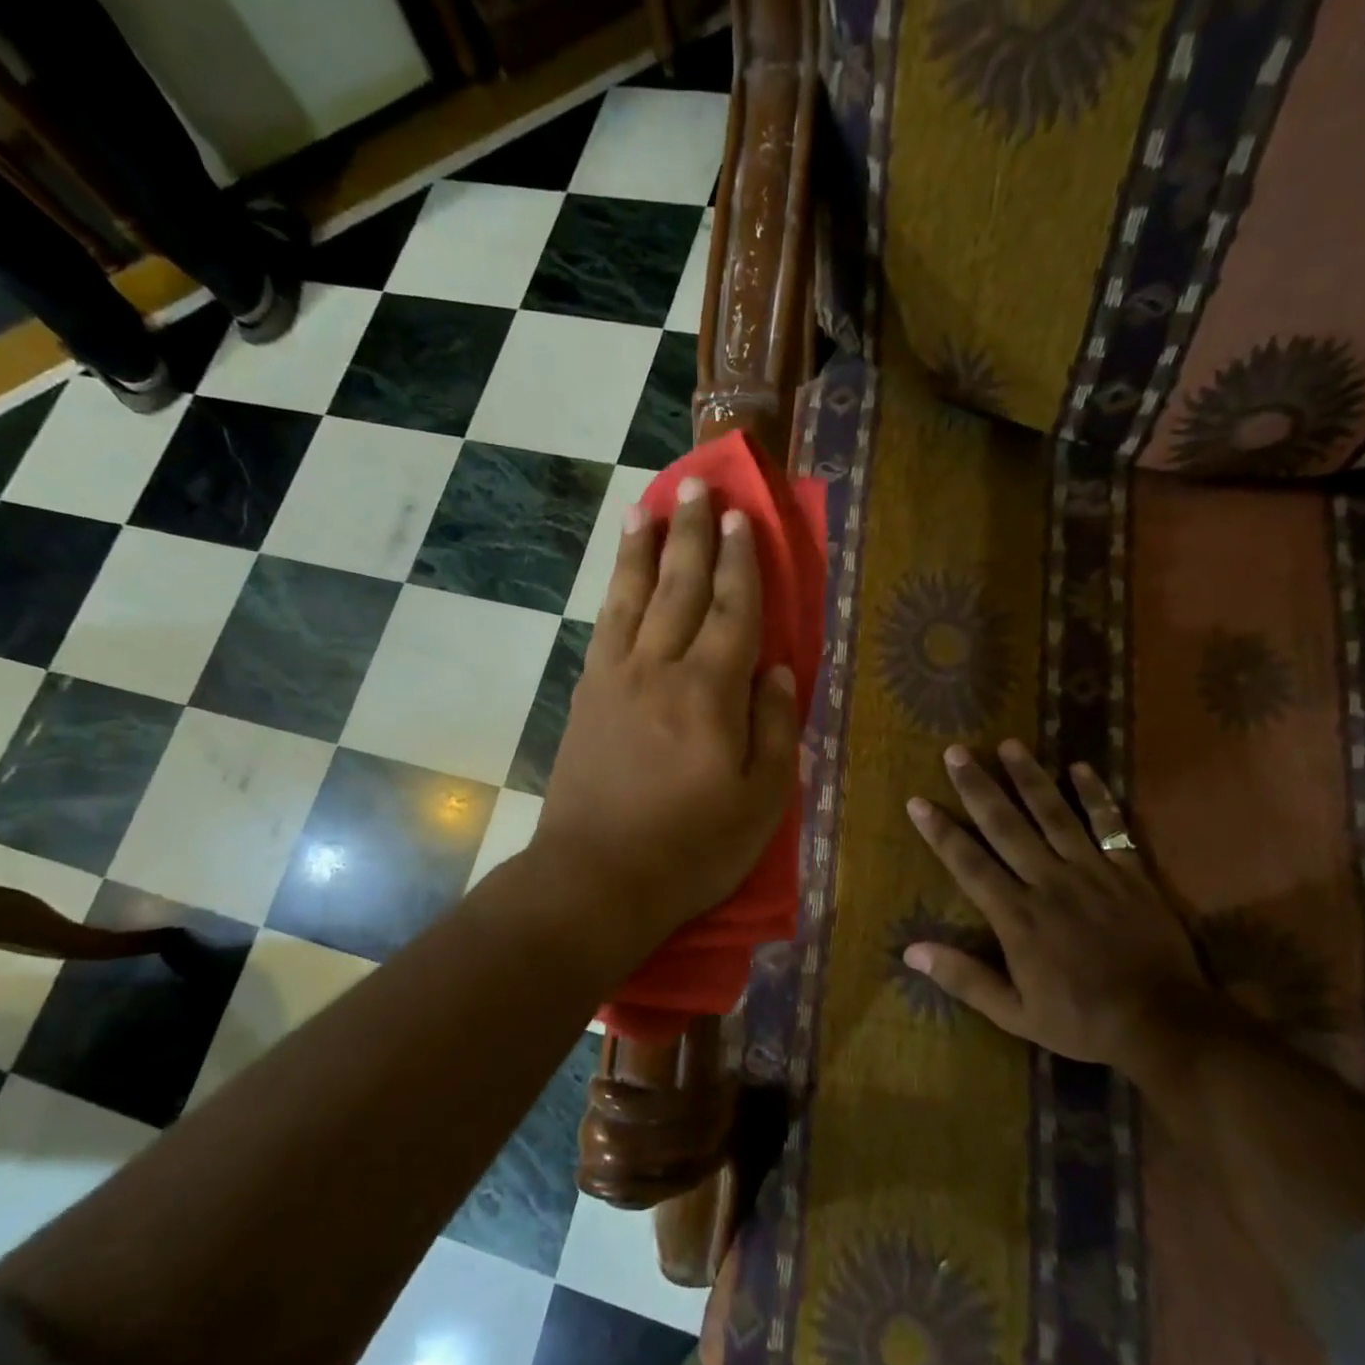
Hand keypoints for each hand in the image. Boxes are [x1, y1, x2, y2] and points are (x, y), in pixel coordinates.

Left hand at [530, 476, 798, 965]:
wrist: (597, 877)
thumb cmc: (692, 848)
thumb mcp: (761, 800)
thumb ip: (775, 727)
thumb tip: (778, 669)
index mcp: (711, 693)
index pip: (734, 611)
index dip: (741, 562)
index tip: (741, 519)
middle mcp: (661, 669)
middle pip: (681, 587)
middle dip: (692, 534)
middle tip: (697, 487)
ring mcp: (615, 678)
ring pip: (633, 596)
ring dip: (644, 548)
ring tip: (648, 506)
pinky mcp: (587, 695)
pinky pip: (605, 626)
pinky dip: (615, 590)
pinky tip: (620, 574)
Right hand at [903, 741, 1211, 1073]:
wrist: (1164, 1023)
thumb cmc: (1081, 1020)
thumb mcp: (1014, 1013)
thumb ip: (964, 978)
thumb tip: (911, 952)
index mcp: (1017, 916)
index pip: (969, 863)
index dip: (941, 832)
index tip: (918, 801)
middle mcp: (1048, 882)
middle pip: (1006, 826)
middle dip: (978, 787)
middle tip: (956, 752)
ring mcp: (1092, 873)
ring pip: (1054, 815)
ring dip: (1029, 778)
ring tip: (1009, 745)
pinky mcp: (1129, 873)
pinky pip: (1110, 827)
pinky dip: (1097, 797)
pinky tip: (1081, 767)